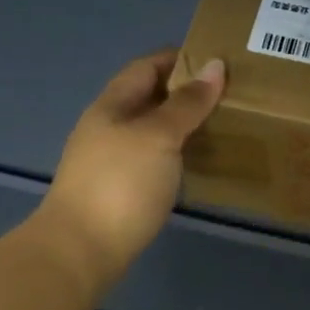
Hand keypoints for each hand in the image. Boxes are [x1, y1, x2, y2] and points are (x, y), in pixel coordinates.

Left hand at [24, 50, 226, 292]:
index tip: (217, 60)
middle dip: (186, 91)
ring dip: (183, 122)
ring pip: (152, 129)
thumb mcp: (159, 135)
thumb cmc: (120, 183)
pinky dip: (177, 151)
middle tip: (229, 93)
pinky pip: (153, 156)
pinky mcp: (119, 189)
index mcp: (112, 106)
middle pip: (149, 97)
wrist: (80, 251)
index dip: (179, 58)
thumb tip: (215, 65)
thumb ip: (187, 103)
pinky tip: (198, 160)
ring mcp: (111, 160)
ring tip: (222, 123)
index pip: (146, 66)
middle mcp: (108, 127)